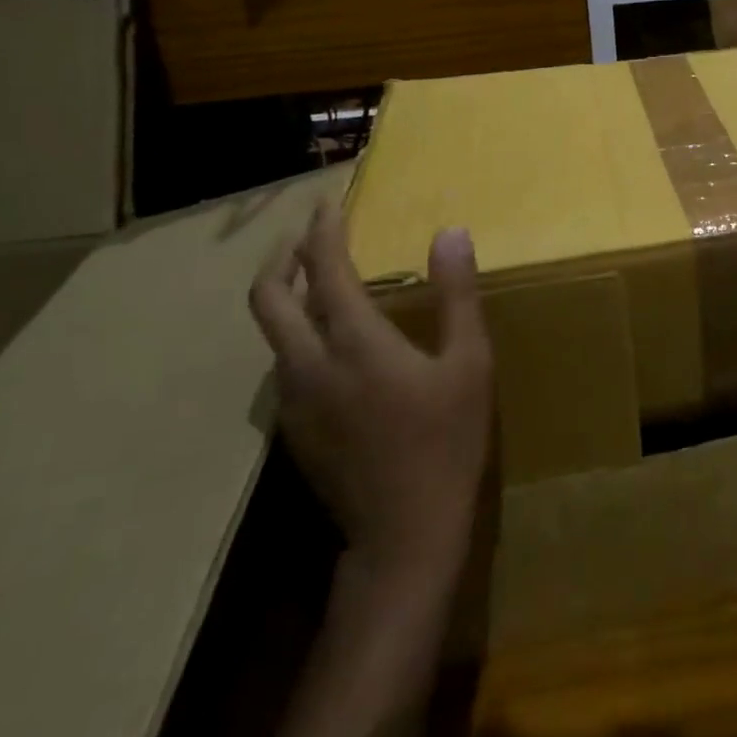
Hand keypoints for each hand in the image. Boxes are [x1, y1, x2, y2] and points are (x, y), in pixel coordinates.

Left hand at [249, 201, 493, 581]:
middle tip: (307, 236)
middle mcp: (309, 365)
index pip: (325, 270)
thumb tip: (451, 234)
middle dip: (282, 258)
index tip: (328, 204)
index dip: (323, 231)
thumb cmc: (447, 441)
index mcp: (355, 343)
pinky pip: (283, 364)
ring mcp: (293, 401)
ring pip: (270, 334)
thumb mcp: (469, 363)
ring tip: (317, 282)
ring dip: (285, 297)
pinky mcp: (294, 428)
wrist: (403, 533)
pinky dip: (295, 333)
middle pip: (268, 298)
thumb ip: (457, 295)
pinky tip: (328, 343)